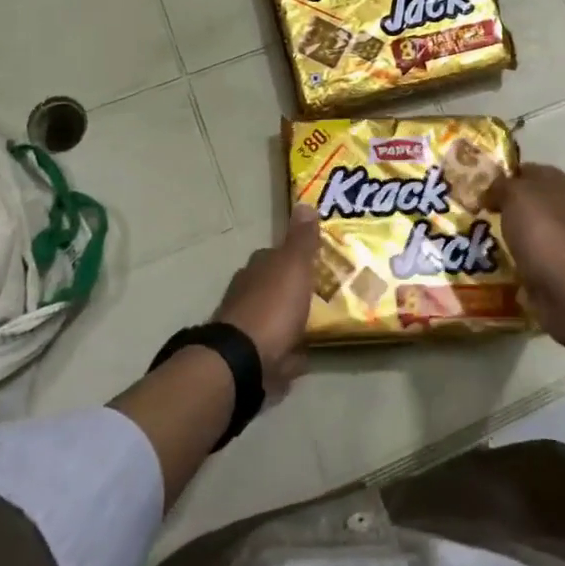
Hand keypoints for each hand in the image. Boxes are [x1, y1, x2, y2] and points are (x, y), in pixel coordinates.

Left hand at [211, 204, 318, 396]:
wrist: (244, 361)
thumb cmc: (273, 307)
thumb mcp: (293, 266)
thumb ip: (301, 240)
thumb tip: (305, 204)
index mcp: (257, 269)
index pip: (275, 255)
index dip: (293, 256)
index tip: (315, 260)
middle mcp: (247, 293)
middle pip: (273, 286)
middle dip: (291, 289)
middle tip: (320, 292)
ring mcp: (247, 326)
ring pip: (273, 317)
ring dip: (289, 319)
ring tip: (316, 323)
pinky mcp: (252, 357)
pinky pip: (276, 349)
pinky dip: (288, 351)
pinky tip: (304, 354)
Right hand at [486, 164, 564, 342]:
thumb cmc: (542, 232)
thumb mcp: (514, 195)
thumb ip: (501, 186)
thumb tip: (492, 192)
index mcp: (562, 183)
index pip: (528, 170)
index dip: (504, 177)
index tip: (481, 191)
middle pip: (532, 201)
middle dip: (508, 208)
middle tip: (481, 217)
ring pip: (534, 230)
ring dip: (515, 236)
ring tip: (488, 243)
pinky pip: (537, 257)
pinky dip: (522, 260)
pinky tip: (505, 265)